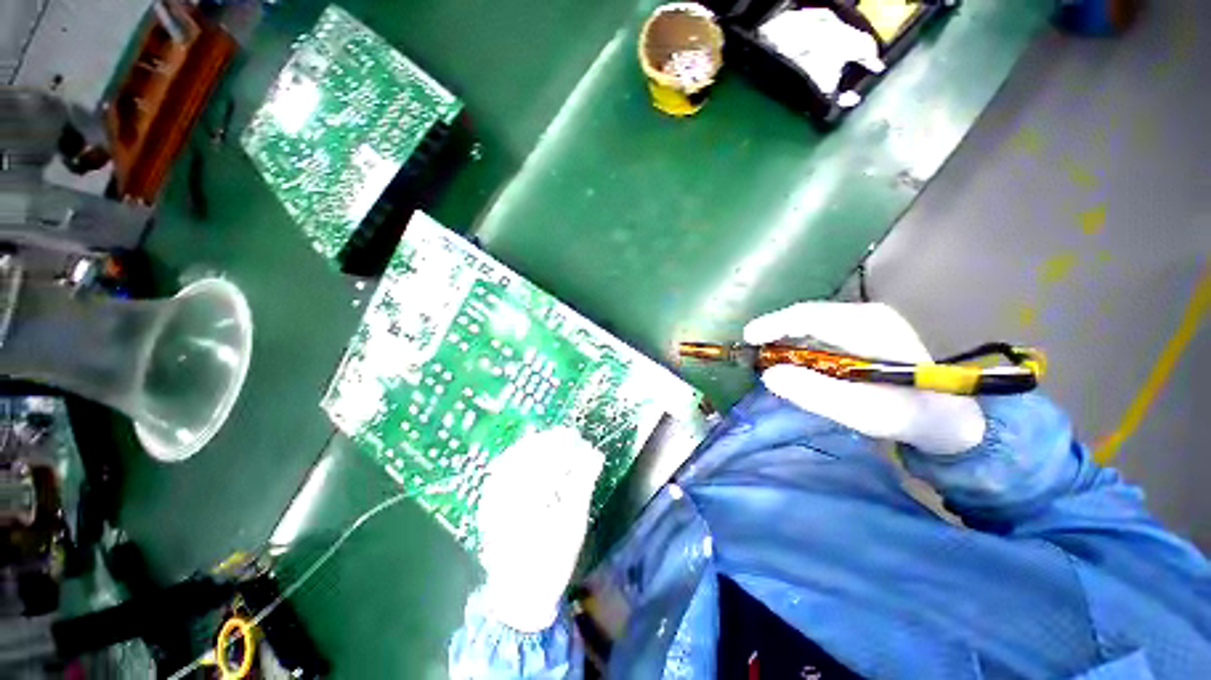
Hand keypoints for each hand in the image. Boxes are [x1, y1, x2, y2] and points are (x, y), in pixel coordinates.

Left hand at [476, 427, 603, 631]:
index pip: (547, 454)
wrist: (519, 595)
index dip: (566, 443)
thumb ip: (583, 482)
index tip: (582, 440)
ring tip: (557, 445)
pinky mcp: (490, 500)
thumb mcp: (573, 522)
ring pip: (515, 455)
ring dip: (538, 446)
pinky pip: (505, 467)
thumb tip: (595, 453)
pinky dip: (522, 457)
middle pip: (529, 450)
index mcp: (526, 494)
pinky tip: (534, 457)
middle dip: (553, 441)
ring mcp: (493, 494)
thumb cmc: (551, 560)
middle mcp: (505, 489)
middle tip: (572, 440)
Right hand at [743, 302, 985, 454]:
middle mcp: (866, 315)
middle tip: (751, 353)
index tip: (747, 339)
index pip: (810, 316)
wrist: (948, 418)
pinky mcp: (861, 331)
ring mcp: (865, 321)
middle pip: (806, 316)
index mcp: (870, 326)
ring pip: (810, 322)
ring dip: (784, 338)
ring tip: (764, 356)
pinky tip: (789, 358)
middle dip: (775, 332)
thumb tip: (769, 375)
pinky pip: (818, 331)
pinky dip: (797, 343)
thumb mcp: (865, 413)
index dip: (774, 324)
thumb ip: (817, 394)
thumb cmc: (910, 416)